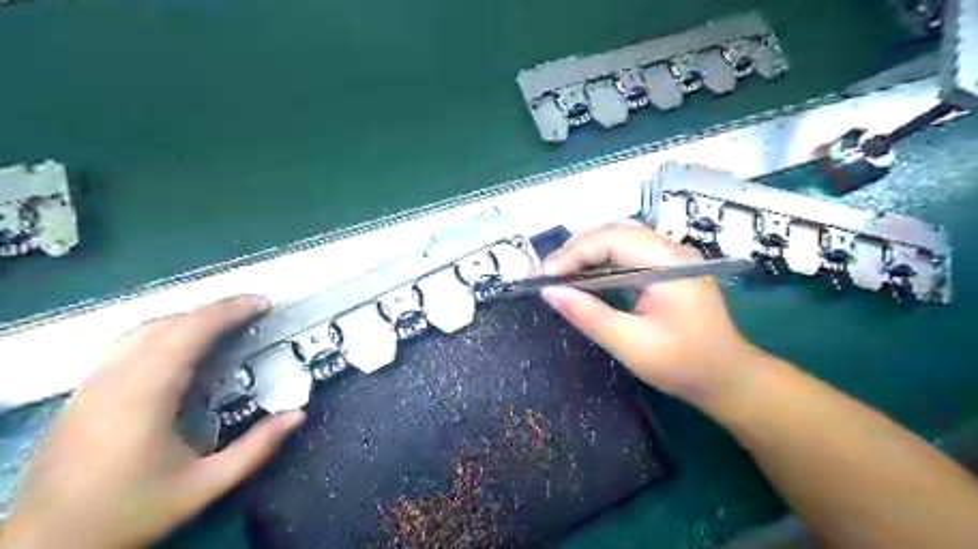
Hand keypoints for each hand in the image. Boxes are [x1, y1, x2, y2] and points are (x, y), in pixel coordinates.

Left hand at [1, 296, 303, 547]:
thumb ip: (256, 449)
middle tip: (254, 310)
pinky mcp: (84, 392)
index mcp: (145, 396)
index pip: (189, 333)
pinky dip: (165, 331)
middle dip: (215, 310)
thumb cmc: (130, 512)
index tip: (263, 303)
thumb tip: (298, 414)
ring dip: (189, 318)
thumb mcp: (205, 486)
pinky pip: (129, 343)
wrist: (47, 545)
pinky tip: (183, 345)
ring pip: (144, 329)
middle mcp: (115, 380)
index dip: (228, 311)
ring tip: (226, 322)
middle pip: (168, 323)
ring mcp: (93, 383)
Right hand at [542, 224, 763, 407]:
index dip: (572, 254)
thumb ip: (589, 315)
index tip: (544, 278)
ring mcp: (670, 257)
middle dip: (575, 251)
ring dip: (585, 255)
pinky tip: (584, 279)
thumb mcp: (632, 344)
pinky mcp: (666, 268)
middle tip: (546, 276)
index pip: (611, 240)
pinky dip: (599, 264)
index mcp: (668, 263)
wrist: (729, 379)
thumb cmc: (684, 365)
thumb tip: (549, 292)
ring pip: (617, 240)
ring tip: (558, 275)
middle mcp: (671, 250)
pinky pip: (626, 255)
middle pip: (613, 233)